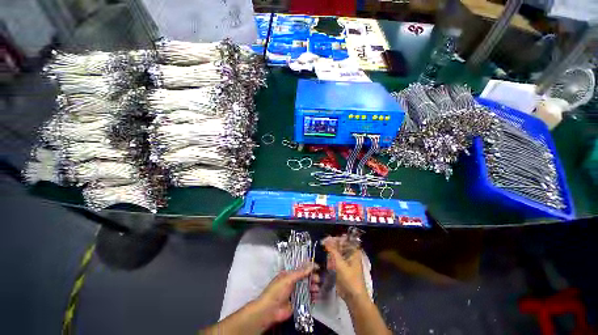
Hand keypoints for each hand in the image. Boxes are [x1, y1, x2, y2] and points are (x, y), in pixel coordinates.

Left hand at [255, 264, 319, 327]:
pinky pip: (307, 298)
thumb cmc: (277, 291)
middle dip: (312, 277)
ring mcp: (295, 292)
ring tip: (316, 288)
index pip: (300, 267)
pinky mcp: (298, 303)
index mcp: (289, 274)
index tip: (317, 266)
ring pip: (307, 287)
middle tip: (317, 279)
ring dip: (313, 287)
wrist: (270, 310)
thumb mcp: (288, 278)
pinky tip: (316, 296)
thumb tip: (311, 265)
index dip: (308, 266)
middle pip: (305, 277)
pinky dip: (312, 297)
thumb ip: (300, 272)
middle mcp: (293, 282)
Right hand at [323, 236, 367, 302]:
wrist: (353, 297)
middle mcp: (350, 254)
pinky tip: (327, 262)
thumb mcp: (340, 264)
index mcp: (354, 251)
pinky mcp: (342, 267)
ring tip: (326, 255)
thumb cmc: (349, 279)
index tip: (325, 239)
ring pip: (336, 252)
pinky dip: (331, 259)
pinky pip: (335, 259)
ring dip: (330, 253)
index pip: (344, 239)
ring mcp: (346, 260)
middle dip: (331, 245)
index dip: (335, 238)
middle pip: (339, 245)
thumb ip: (332, 251)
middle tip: (322, 245)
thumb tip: (325, 240)